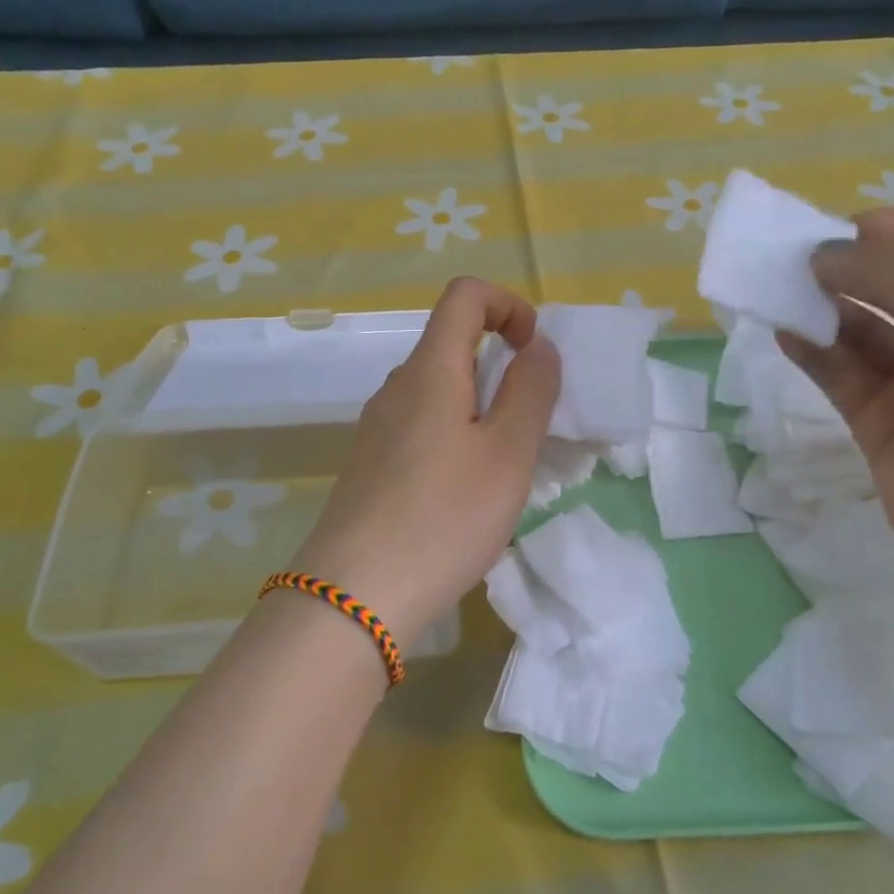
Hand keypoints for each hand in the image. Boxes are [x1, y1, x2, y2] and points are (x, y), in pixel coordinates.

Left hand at [290, 278, 560, 648]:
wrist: (355, 597)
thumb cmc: (444, 517)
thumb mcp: (507, 454)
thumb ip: (531, 392)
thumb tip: (538, 347)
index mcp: (429, 370)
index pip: (464, 296)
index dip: (508, 305)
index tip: (534, 351)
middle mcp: (397, 389)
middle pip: (452, 345)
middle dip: (502, 366)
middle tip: (533, 424)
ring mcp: (377, 429)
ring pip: (439, 393)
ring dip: (481, 408)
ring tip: (505, 467)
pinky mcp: (372, 467)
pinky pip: (422, 429)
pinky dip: (457, 438)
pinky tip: (466, 494)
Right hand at [779, 211, 893, 624]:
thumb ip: (893, 272)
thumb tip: (824, 258)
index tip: (842, 230)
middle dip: (853, 268)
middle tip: (796, 262)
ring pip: (866, 331)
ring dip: (825, 309)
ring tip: (780, 293)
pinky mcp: (885, 429)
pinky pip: (843, 378)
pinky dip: (813, 354)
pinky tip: (784, 334)